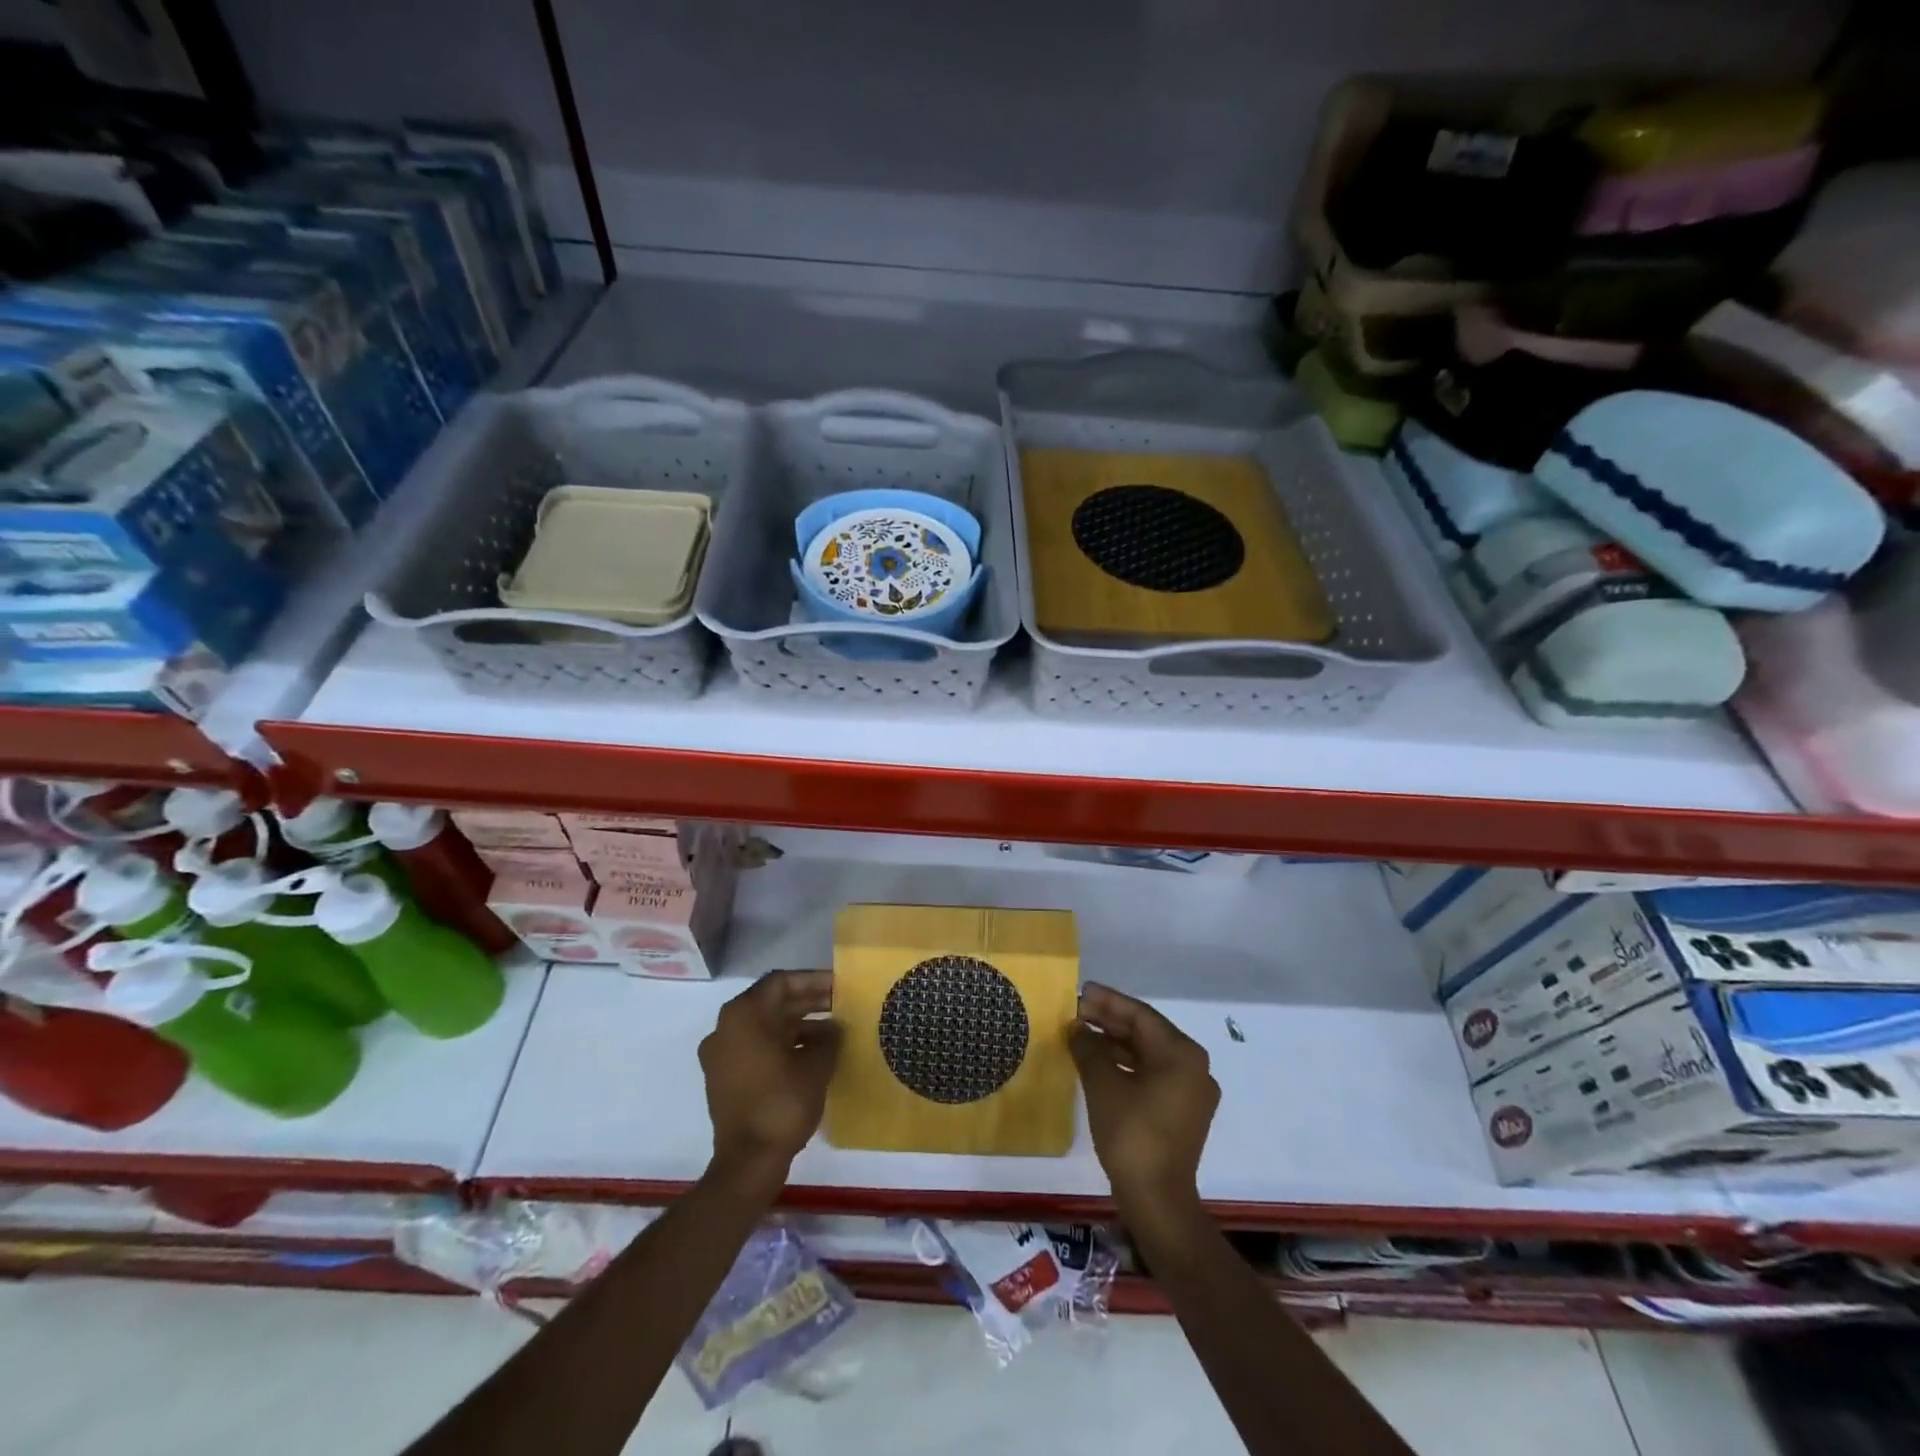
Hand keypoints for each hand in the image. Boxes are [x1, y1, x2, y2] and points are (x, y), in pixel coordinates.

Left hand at [699, 970, 841, 1187]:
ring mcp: (721, 1053)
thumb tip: (834, 1028)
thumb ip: (829, 1038)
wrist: (748, 1163)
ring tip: (834, 1031)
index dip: (813, 980)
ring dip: (798, 1024)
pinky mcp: (724, 1077)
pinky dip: (783, 1044)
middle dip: (808, 1001)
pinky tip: (813, 1054)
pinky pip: (756, 1047)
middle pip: (771, 1002)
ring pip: (765, 1026)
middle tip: (842, 1004)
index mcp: (744, 1015)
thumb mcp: (816, 1066)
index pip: (781, 982)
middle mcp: (726, 1027)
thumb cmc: (782, 1104)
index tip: (840, 985)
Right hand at [1071, 983, 1218, 1217]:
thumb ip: (1088, 1048)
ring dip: (1115, 1043)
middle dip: (1110, 1021)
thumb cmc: (1132, 1133)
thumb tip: (1076, 1027)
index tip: (1081, 990)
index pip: (1141, 1015)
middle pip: (1146, 1033)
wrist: (1157, 1201)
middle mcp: (1194, 1067)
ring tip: (1081, 1034)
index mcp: (1182, 1054)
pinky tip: (1098, 1063)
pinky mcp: (1182, 1112)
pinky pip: (1152, 1075)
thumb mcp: (1103, 1084)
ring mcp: (1191, 1092)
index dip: (1108, 1001)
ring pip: (1148, 1055)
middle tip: (1076, 1010)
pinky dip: (1126, 1066)